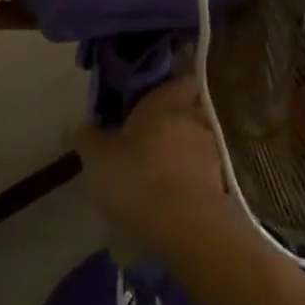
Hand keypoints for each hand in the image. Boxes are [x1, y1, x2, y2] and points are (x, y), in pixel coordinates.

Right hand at [77, 75, 228, 252]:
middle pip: (184, 111)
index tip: (145, 103)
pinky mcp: (219, 177)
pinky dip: (187, 176)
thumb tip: (85, 125)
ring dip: (178, 151)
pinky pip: (199, 168)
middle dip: (168, 123)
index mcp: (166, 102)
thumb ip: (89, 137)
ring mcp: (210, 147)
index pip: (179, 80)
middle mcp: (193, 117)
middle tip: (143, 141)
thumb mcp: (98, 159)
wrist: (186, 224)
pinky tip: (168, 194)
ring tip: (155, 173)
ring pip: (193, 140)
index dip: (166, 89)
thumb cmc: (137, 178)